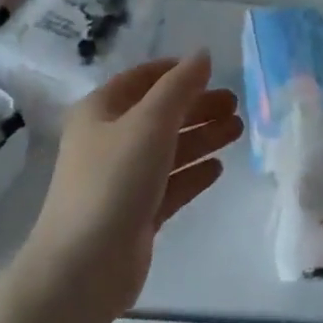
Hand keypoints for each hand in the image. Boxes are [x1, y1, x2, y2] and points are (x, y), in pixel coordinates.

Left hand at [22, 52, 239, 319]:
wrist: (83, 268)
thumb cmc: (113, 182)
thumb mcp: (149, 124)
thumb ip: (179, 87)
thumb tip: (203, 54)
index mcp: (100, 111)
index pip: (141, 79)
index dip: (175, 71)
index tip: (211, 70)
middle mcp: (108, 140)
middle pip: (159, 114)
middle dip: (197, 106)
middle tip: (236, 104)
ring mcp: (122, 179)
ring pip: (168, 149)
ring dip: (201, 137)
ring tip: (238, 130)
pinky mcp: (136, 213)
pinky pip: (170, 184)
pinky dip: (192, 173)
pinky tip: (218, 167)